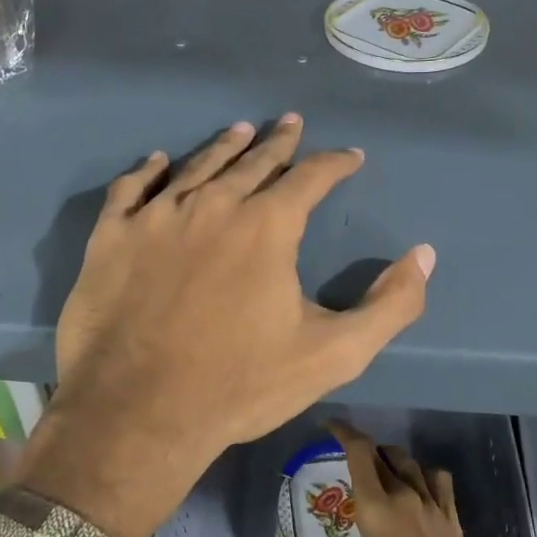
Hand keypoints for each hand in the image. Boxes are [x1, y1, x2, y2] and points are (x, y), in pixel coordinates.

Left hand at [13, 116, 435, 536]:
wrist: (137, 414)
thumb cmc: (239, 384)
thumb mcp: (333, 354)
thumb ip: (390, 305)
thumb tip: (424, 255)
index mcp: (267, 225)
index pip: (311, 177)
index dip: (335, 163)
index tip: (350, 156)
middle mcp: (213, 204)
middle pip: (254, 161)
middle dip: (280, 142)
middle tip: (291, 122)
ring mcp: (157, 216)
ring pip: (197, 166)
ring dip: (224, 146)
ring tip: (240, 130)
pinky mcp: (112, 236)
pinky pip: (131, 188)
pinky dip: (147, 170)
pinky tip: (158, 160)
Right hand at [298, 419, 495, 536]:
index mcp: (376, 505)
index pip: (359, 451)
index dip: (343, 432)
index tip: (329, 426)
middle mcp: (402, 492)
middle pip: (380, 452)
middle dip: (362, 448)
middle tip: (348, 458)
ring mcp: (430, 500)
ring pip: (407, 460)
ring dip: (390, 457)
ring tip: (380, 468)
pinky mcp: (450, 512)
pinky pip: (437, 478)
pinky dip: (423, 472)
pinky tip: (417, 483)